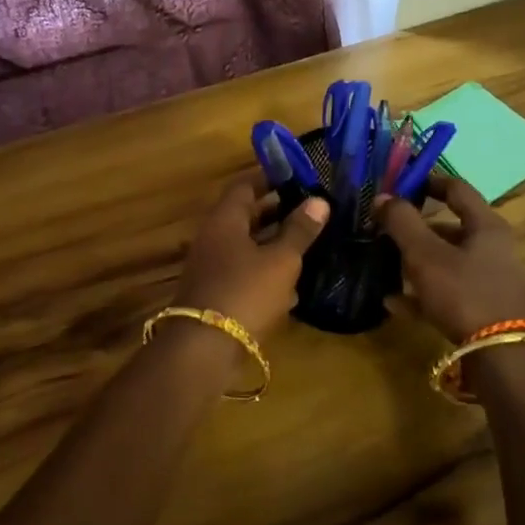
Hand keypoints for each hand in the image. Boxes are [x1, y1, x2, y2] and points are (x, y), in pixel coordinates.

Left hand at [172, 174, 329, 342]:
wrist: (204, 347)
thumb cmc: (246, 292)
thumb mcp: (281, 260)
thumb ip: (299, 230)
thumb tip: (319, 200)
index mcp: (224, 219)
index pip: (245, 185)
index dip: (270, 178)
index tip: (298, 176)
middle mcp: (213, 237)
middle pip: (245, 215)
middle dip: (277, 211)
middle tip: (311, 209)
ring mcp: (212, 267)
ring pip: (246, 245)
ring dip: (274, 243)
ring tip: (309, 242)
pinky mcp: (216, 293)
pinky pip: (244, 272)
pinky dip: (266, 271)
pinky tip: (292, 283)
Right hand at [376, 175, 524, 341]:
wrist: (502, 357)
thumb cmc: (463, 292)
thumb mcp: (425, 254)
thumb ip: (402, 222)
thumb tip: (383, 197)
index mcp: (486, 226)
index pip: (457, 189)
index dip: (428, 181)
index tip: (402, 182)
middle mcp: (494, 249)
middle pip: (452, 228)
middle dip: (417, 228)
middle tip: (386, 228)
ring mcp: (491, 281)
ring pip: (448, 262)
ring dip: (417, 262)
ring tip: (386, 264)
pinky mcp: (485, 310)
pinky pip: (448, 293)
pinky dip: (422, 293)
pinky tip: (393, 303)